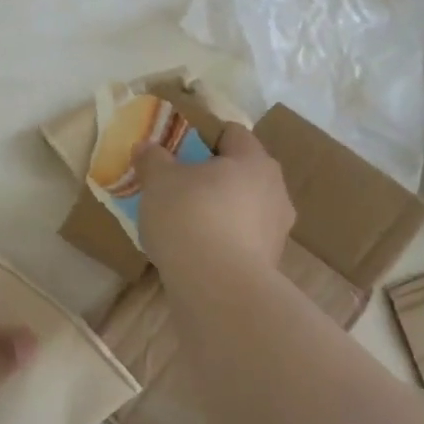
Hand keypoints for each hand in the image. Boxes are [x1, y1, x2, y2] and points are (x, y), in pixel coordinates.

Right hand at [134, 123, 294, 281]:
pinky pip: (242, 241)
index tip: (179, 152)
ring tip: (185, 224)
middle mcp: (275, 190)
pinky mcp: (269, 264)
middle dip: (212, 178)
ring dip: (220, 211)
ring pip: (243, 209)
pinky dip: (222, 241)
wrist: (217, 288)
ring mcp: (276, 230)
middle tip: (178, 188)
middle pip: (241, 173)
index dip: (205, 138)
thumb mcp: (159, 181)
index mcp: (254, 160)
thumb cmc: (190, 217)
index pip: (233, 134)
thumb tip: (147, 147)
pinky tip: (196, 253)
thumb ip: (153, 159)